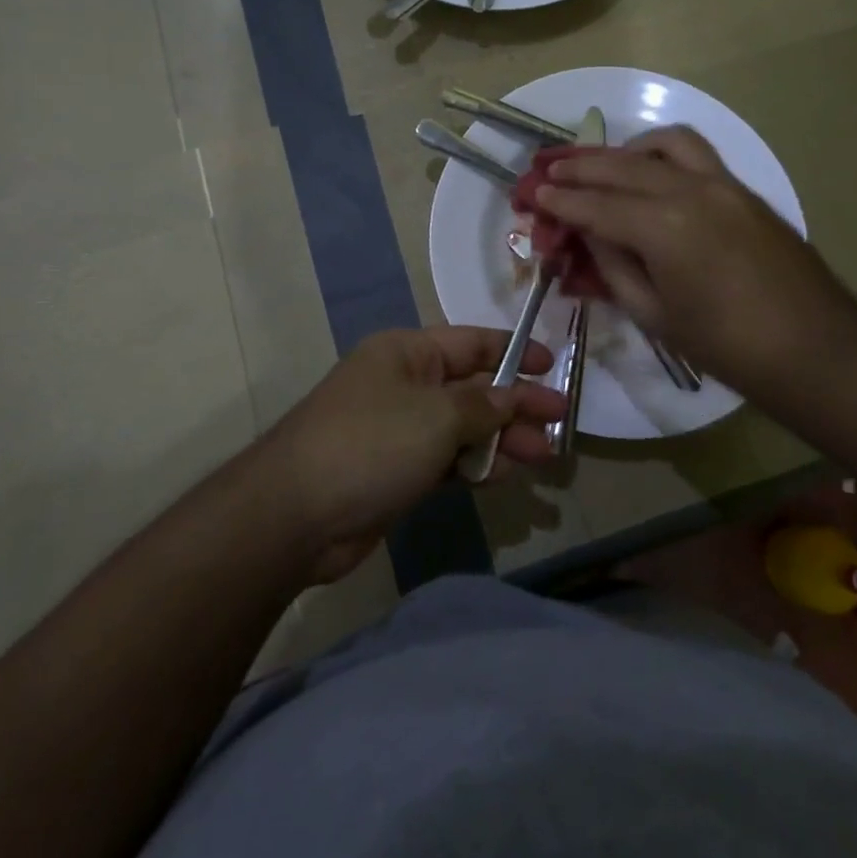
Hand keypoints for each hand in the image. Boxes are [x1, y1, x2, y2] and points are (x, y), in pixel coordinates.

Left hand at [257, 327, 565, 582]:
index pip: (472, 342)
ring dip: (502, 438)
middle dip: (515, 403)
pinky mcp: (397, 471)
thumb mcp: (436, 415)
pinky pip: (447, 459)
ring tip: (544, 455)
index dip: (513, 351)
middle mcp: (405, 384)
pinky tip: (506, 474)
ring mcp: (400, 429)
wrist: (296, 514)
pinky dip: (476, 464)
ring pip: (463, 427)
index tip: (552, 365)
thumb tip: (513, 397)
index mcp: (408, 352)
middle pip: (472, 387)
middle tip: (559, 421)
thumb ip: (483, 406)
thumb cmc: (372, 443)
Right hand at [535, 126, 856, 397]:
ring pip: (662, 144)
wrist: (815, 347)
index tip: (533, 193)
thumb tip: (589, 235)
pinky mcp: (742, 188)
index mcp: (664, 228)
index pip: (596, 205)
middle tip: (549, 170)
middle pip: (621, 166)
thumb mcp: (654, 315)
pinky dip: (661, 152)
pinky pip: (694, 152)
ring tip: (600, 165)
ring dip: (623, 150)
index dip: (560, 200)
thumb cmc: (727, 346)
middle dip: (579, 167)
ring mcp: (722, 183)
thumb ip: (614, 267)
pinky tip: (649, 170)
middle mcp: (690, 190)